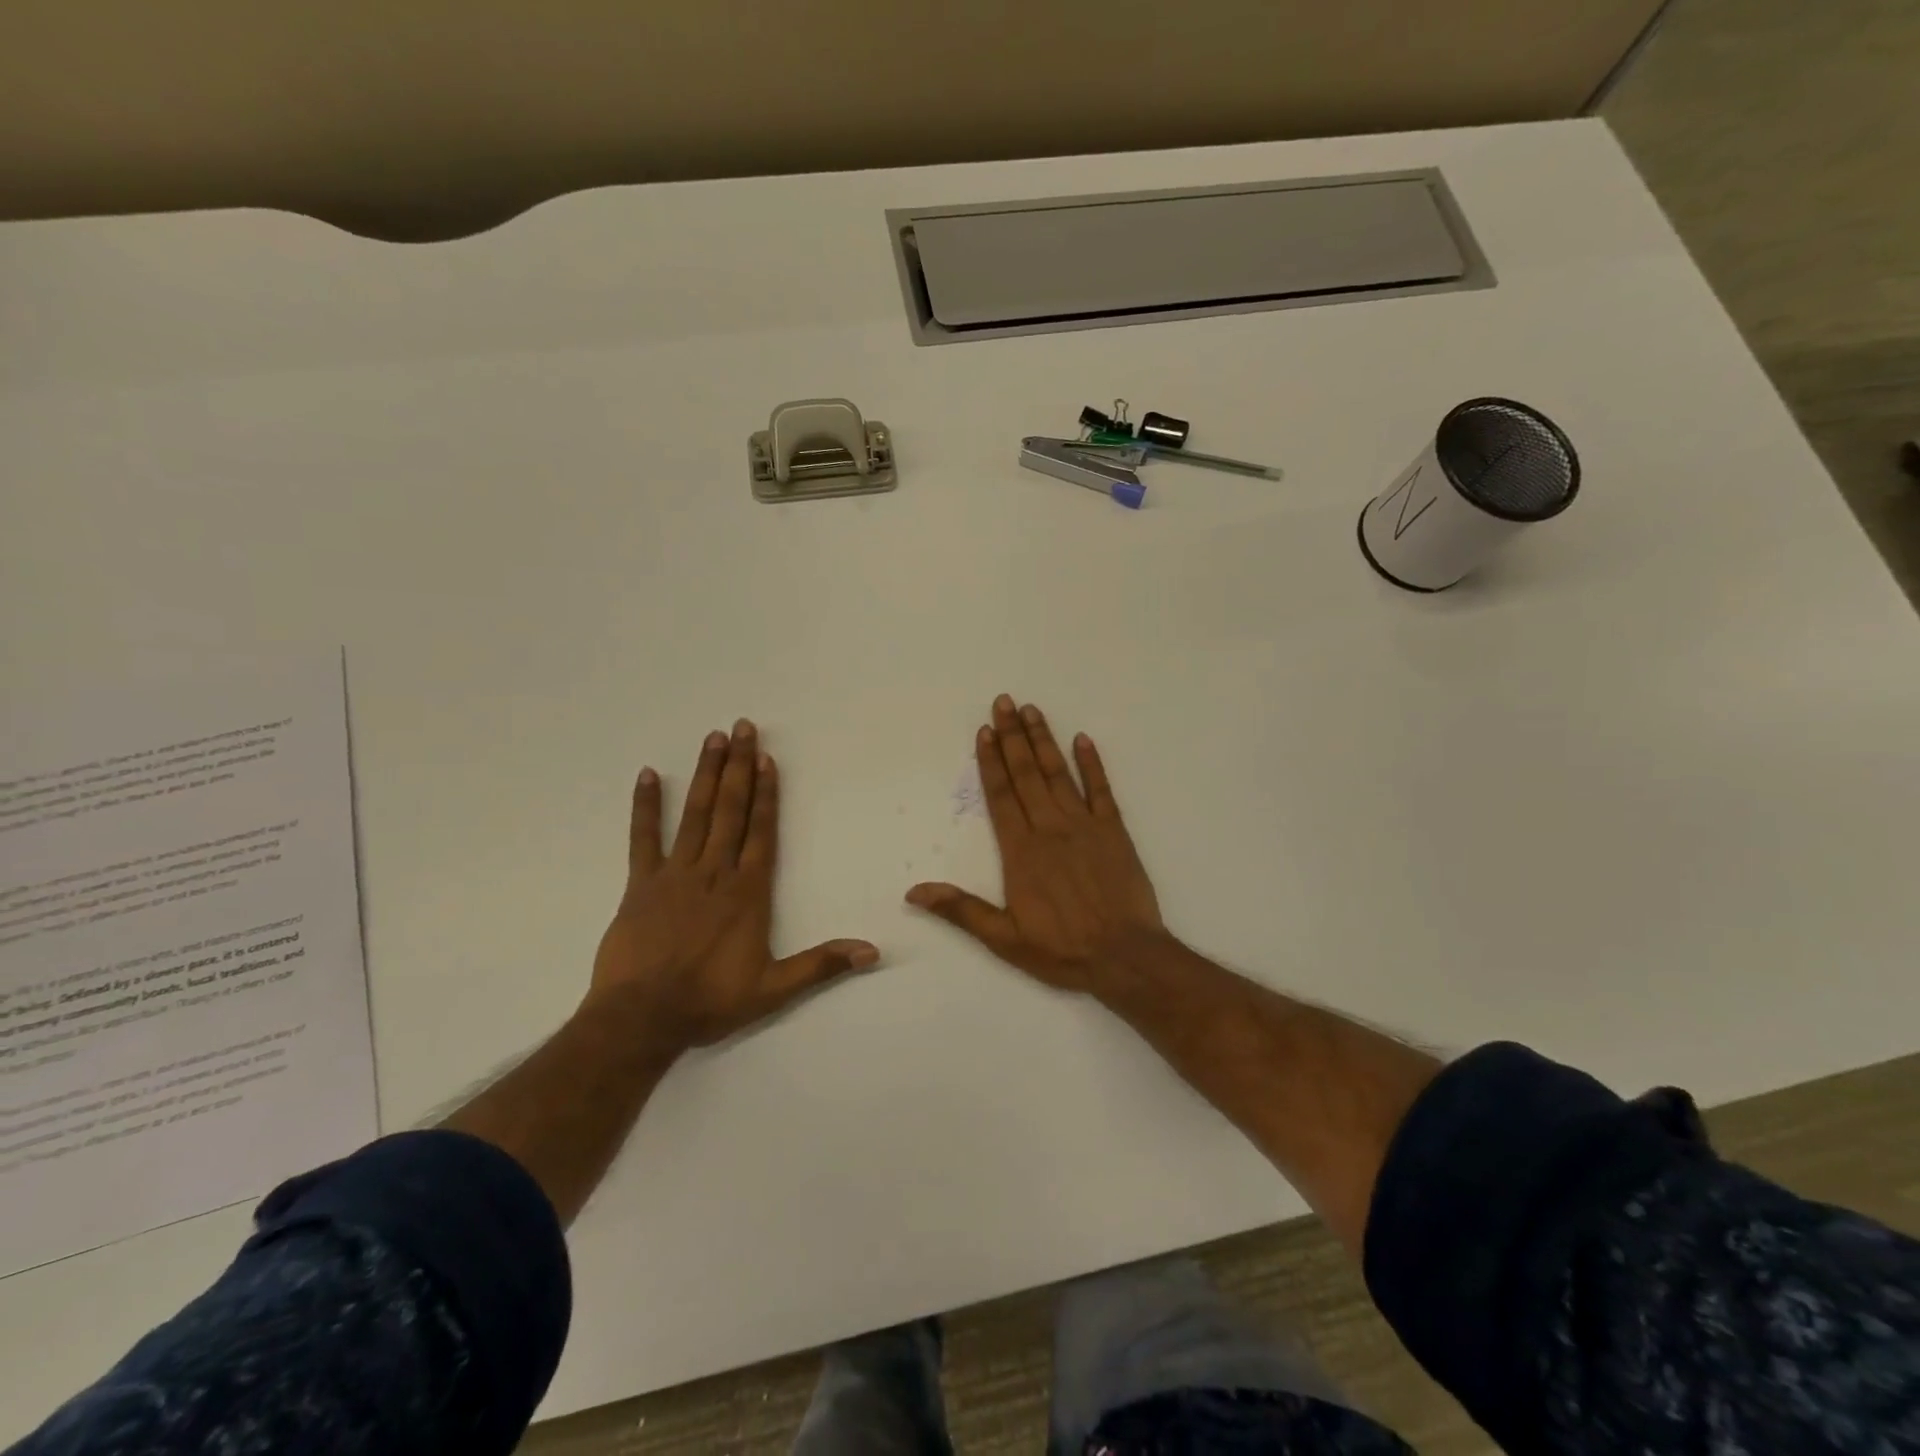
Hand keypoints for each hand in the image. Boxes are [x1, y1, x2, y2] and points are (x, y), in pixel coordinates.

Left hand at [590, 719, 878, 1051]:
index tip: (768, 760)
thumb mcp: (773, 989)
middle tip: (744, 728)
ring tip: (714, 738)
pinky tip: (648, 775)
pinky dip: (646, 806)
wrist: (641, 1019)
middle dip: (740, 767)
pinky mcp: (641, 884)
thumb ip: (821, 965)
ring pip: (696, 815)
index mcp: (747, 892)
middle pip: (731, 810)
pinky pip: (643, 838)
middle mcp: (715, 872)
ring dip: (707, 775)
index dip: (767, 794)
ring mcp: (675, 874)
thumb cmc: (710, 1001)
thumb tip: (872, 952)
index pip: (761, 832)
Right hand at [905, 696, 1165, 993]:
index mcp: (1021, 851)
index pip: (1000, 796)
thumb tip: (915, 891)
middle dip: (1013, 737)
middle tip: (1004, 702)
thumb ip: (961, 910)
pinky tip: (1083, 739)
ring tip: (1032, 710)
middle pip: (1027, 774)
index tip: (984, 731)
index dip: (990, 762)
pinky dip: (1092, 764)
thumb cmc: (1062, 949)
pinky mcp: (1115, 831)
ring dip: (1044, 741)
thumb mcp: (1004, 938)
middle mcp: (1049, 829)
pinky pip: (1101, 790)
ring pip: (1059, 774)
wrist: (1125, 957)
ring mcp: (1084, 826)